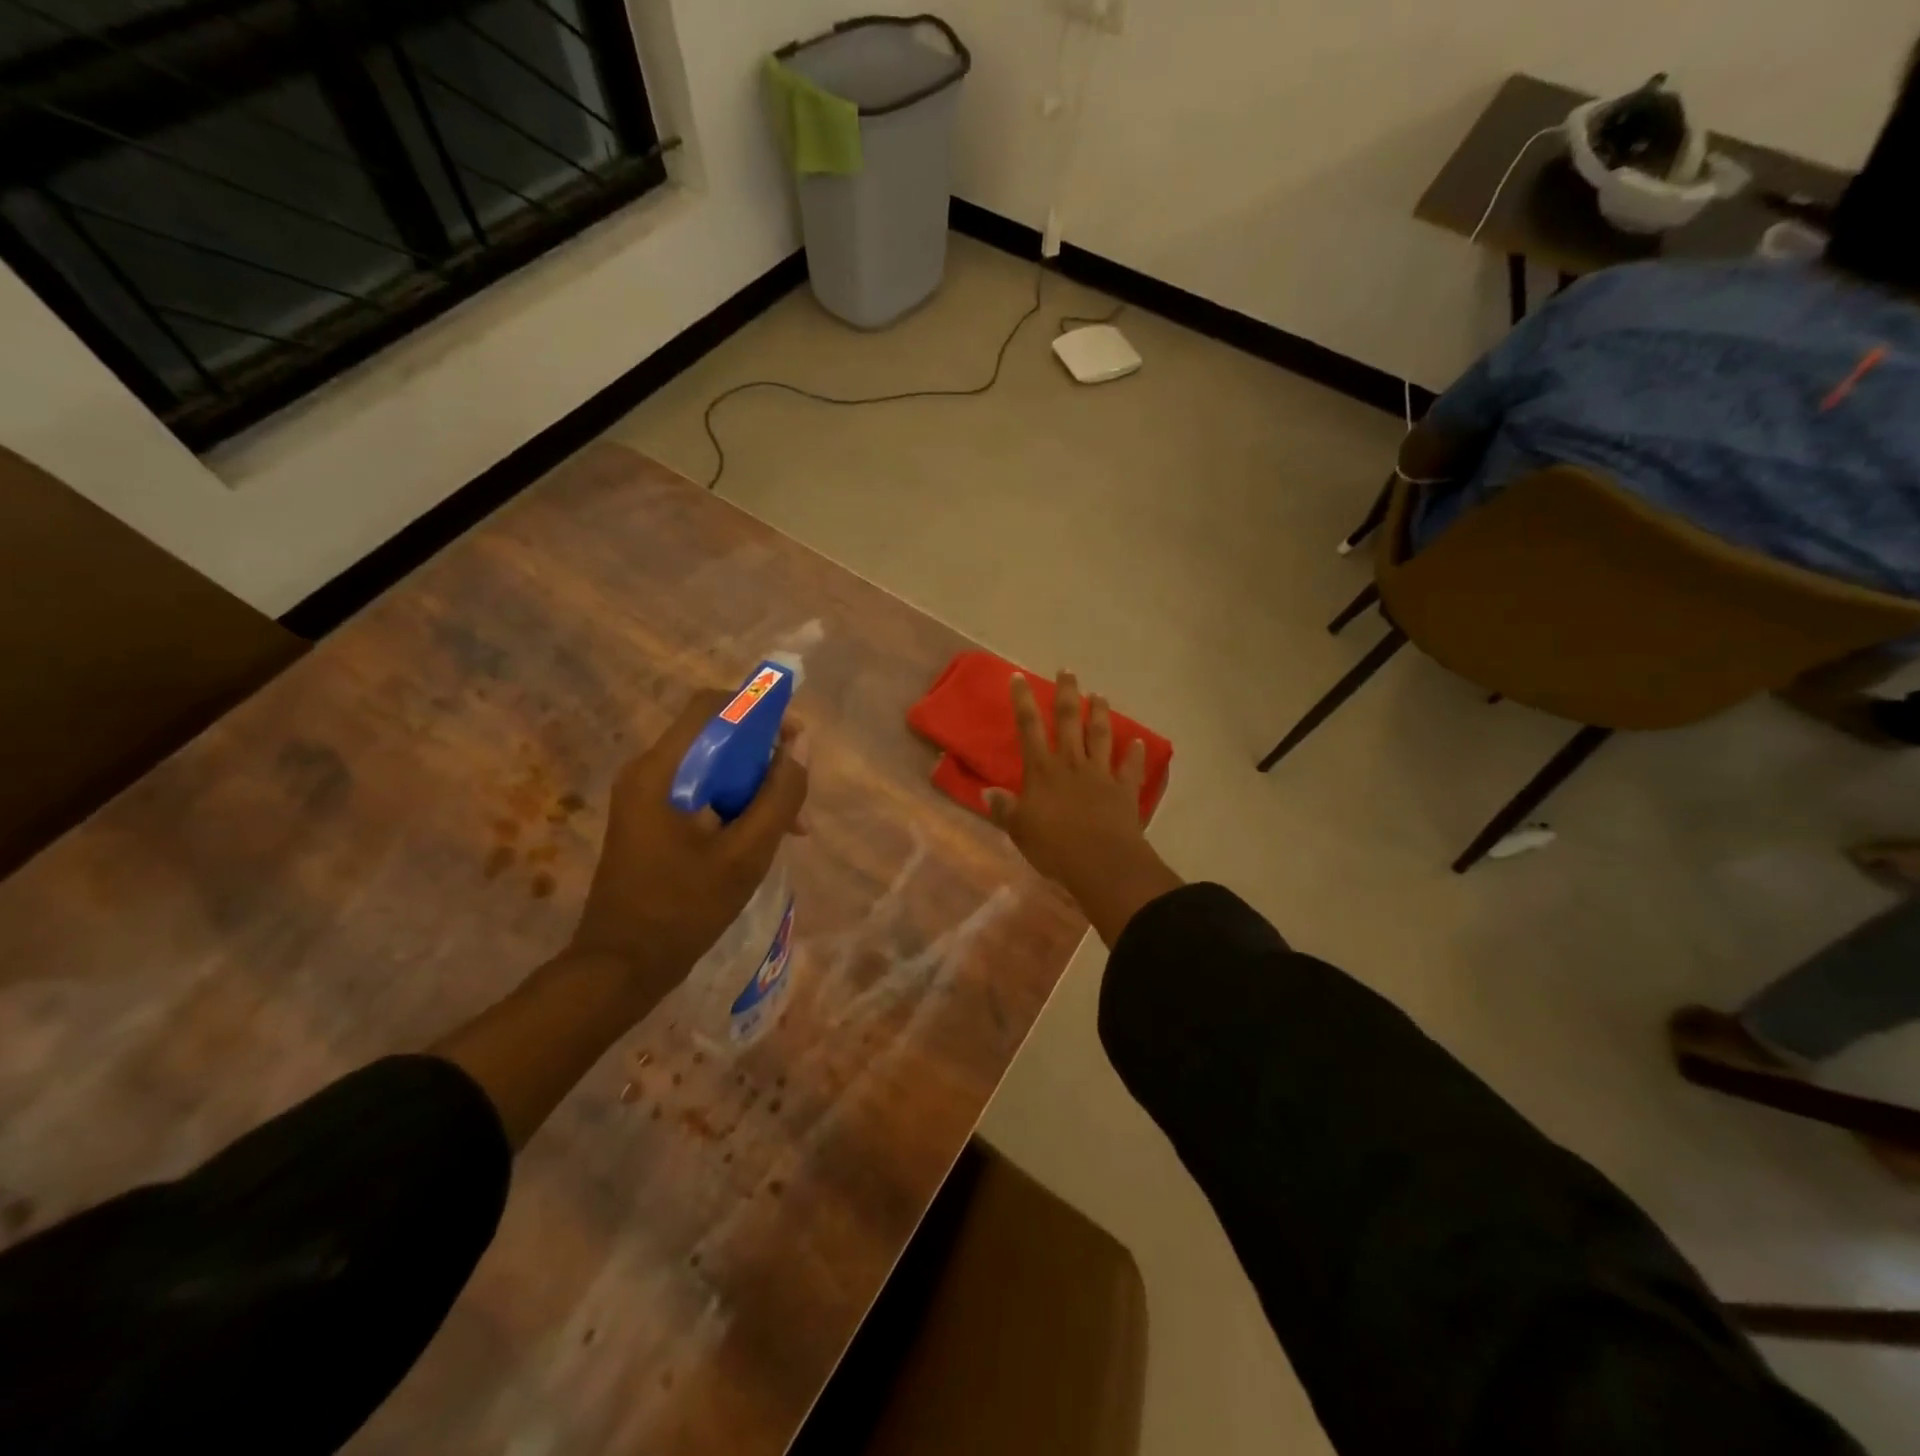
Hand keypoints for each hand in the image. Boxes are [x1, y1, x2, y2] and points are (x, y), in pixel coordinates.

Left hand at [570, 689, 810, 991]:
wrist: (621, 966)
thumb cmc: (684, 909)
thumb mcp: (746, 853)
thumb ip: (779, 795)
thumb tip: (802, 745)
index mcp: (662, 771)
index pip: (713, 706)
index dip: (759, 709)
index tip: (795, 739)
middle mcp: (648, 771)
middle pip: (715, 735)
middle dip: (763, 756)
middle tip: (797, 793)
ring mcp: (646, 796)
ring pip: (712, 765)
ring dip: (753, 784)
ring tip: (790, 824)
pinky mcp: (651, 818)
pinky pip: (701, 791)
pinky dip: (735, 803)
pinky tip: (762, 836)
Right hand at [984, 672, 1180, 945]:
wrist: (1101, 862)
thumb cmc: (1053, 846)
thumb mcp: (1019, 830)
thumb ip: (1004, 809)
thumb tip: (987, 791)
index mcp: (1042, 770)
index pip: (1029, 727)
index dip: (1022, 701)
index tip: (1019, 677)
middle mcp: (1071, 763)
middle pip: (1069, 721)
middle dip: (1067, 694)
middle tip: (1068, 671)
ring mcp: (1100, 774)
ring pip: (1100, 735)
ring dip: (1100, 714)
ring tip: (1100, 695)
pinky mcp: (1124, 790)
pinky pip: (1130, 767)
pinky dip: (1134, 753)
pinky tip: (1138, 742)